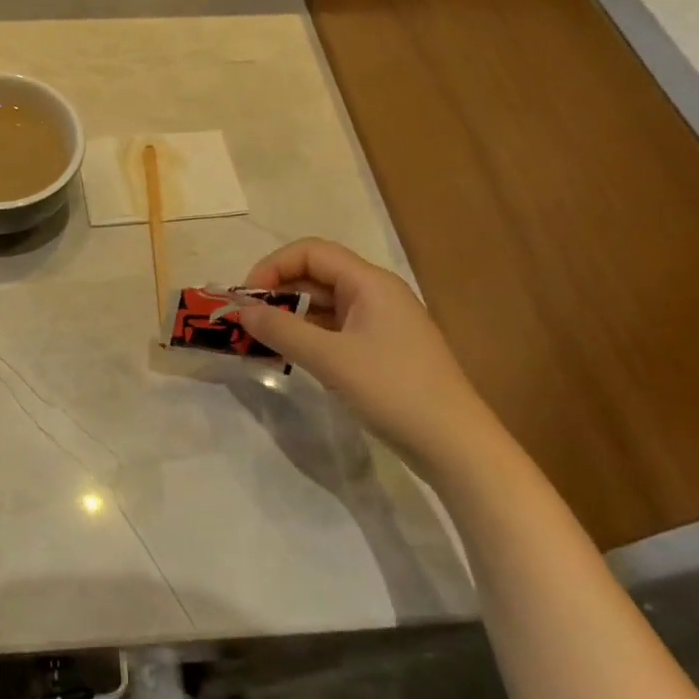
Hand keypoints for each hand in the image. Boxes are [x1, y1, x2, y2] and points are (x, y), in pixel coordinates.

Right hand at [236, 238, 506, 477]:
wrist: (456, 446)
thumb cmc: (394, 391)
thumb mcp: (330, 359)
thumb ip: (282, 330)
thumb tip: (242, 310)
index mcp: (370, 283)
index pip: (311, 252)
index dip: (273, 266)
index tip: (246, 298)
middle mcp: (377, 294)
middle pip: (316, 275)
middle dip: (276, 291)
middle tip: (246, 320)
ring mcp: (382, 323)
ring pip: (324, 304)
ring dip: (289, 315)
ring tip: (260, 339)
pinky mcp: (382, 350)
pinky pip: (335, 329)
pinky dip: (308, 336)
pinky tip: (290, 356)